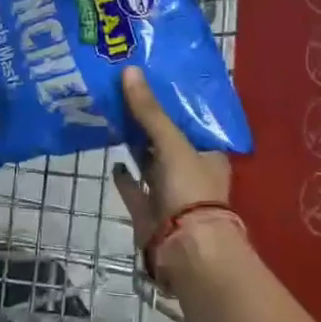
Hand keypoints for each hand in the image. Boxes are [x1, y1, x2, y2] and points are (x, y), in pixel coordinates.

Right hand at [112, 66, 233, 252]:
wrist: (185, 251)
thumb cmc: (190, 191)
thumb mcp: (172, 144)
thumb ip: (150, 111)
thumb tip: (129, 71)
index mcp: (208, 153)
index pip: (191, 120)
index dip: (173, 101)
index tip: (152, 79)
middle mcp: (190, 171)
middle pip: (167, 139)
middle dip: (149, 120)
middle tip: (125, 91)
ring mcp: (169, 193)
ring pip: (149, 162)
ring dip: (135, 144)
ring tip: (113, 116)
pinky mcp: (149, 212)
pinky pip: (134, 188)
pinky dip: (124, 176)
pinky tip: (112, 160)